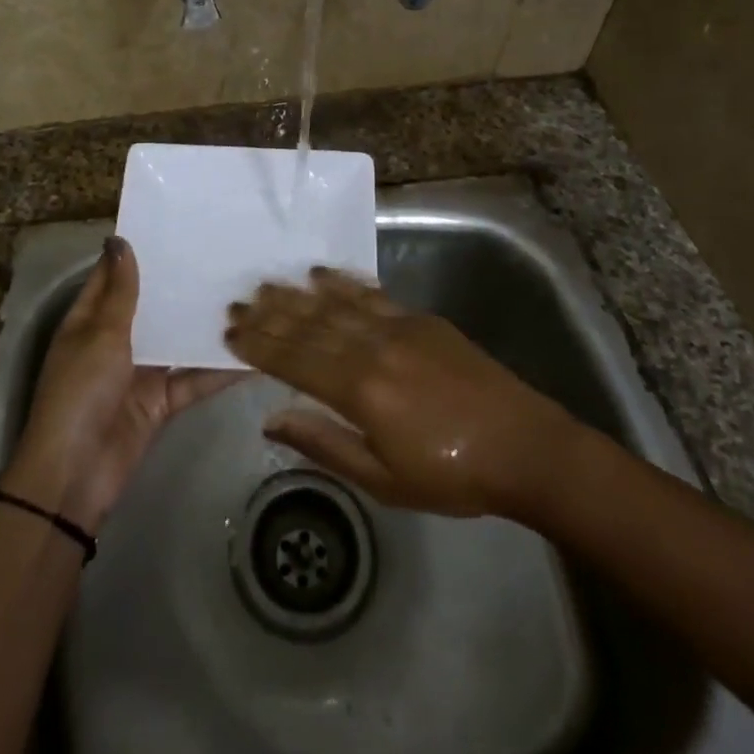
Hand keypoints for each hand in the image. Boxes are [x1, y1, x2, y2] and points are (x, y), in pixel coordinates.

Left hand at [2, 236, 241, 532]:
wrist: (75, 476)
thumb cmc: (80, 393)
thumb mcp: (100, 335)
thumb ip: (121, 292)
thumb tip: (120, 240)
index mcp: (90, 320)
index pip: (114, 276)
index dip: (138, 251)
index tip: (173, 224)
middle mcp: (116, 341)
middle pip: (151, 306)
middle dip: (180, 284)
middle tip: (222, 252)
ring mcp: (140, 372)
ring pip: (177, 340)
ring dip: (203, 324)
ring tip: (245, 293)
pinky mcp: (162, 401)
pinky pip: (194, 378)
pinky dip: (220, 370)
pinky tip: (254, 353)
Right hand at [224, 266, 579, 518]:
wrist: (524, 446)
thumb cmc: (451, 476)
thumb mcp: (383, 480)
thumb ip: (324, 444)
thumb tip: (272, 420)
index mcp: (360, 391)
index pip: (295, 360)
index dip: (260, 345)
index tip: (230, 331)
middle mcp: (373, 348)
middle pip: (310, 325)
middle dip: (270, 313)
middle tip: (238, 301)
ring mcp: (399, 327)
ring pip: (336, 304)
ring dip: (297, 293)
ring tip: (267, 282)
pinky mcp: (421, 318)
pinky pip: (371, 294)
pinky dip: (342, 282)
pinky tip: (320, 273)